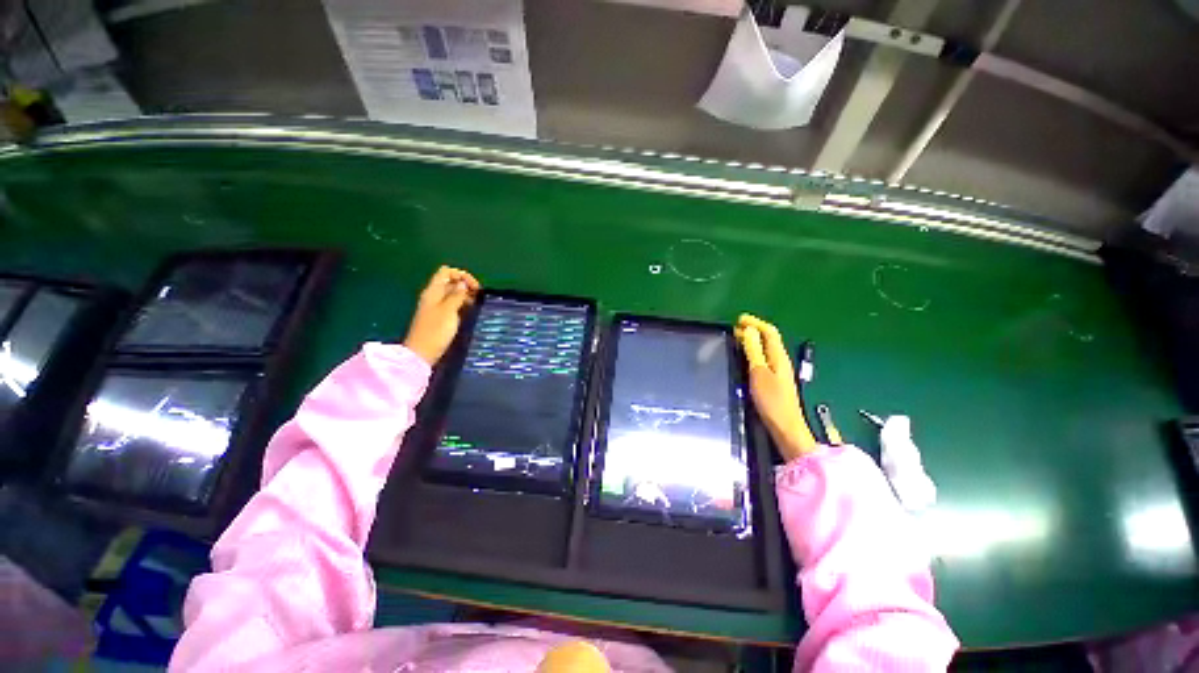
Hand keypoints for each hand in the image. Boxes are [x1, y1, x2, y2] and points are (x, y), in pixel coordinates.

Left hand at [403, 266, 480, 364]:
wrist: (422, 352)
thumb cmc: (436, 330)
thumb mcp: (449, 310)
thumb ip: (457, 295)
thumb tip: (463, 284)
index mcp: (433, 291)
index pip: (446, 272)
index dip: (462, 275)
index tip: (475, 287)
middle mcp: (434, 296)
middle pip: (450, 282)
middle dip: (465, 285)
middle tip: (478, 296)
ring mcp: (436, 307)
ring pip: (452, 294)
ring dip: (465, 295)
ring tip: (476, 304)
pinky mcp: (440, 317)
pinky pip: (452, 305)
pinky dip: (461, 305)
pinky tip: (469, 312)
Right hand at [735, 314, 817, 460]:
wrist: (786, 427)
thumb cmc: (772, 400)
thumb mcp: (759, 373)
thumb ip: (754, 351)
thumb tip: (748, 330)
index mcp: (779, 357)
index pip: (770, 332)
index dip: (755, 323)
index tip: (739, 319)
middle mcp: (781, 361)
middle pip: (769, 339)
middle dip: (753, 330)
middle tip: (735, 327)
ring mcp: (779, 371)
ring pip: (766, 349)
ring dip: (753, 341)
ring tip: (737, 338)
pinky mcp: (774, 381)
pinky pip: (764, 359)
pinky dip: (754, 353)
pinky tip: (744, 358)